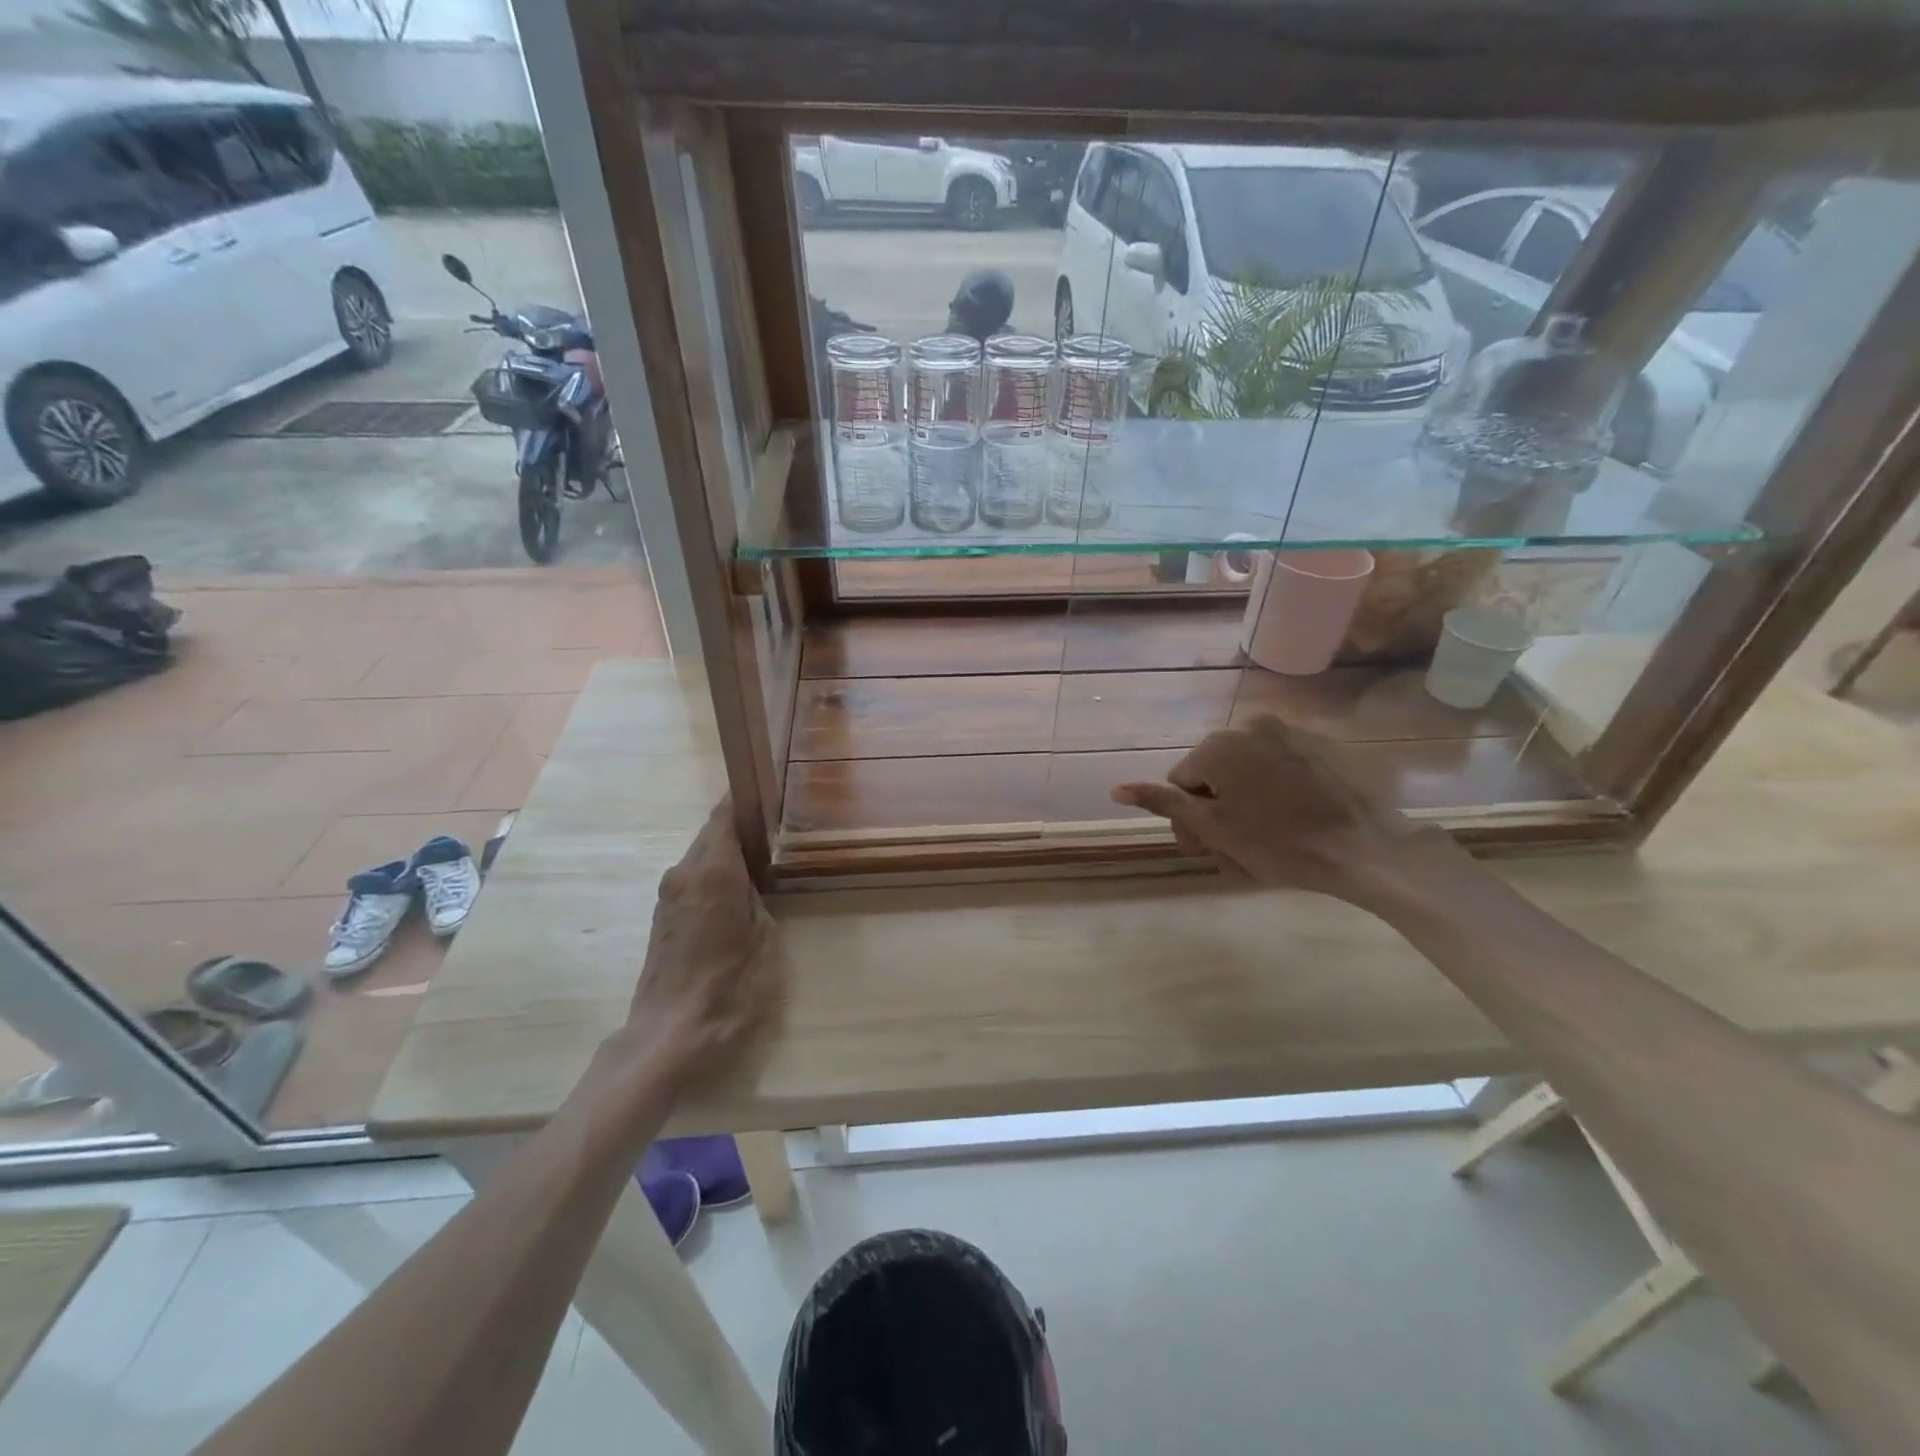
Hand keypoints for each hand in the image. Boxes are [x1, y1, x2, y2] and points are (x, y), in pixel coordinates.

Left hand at [621, 799, 780, 1082]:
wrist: (671, 1034)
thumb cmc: (730, 985)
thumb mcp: (764, 937)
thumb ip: (757, 898)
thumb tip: (750, 878)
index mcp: (712, 871)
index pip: (724, 816)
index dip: (742, 799)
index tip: (766, 790)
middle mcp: (684, 873)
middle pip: (711, 834)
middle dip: (738, 825)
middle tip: (773, 825)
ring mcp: (669, 896)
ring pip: (701, 857)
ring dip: (726, 851)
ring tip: (761, 855)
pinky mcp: (663, 918)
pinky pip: (694, 879)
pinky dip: (714, 873)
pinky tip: (739, 888)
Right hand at [1111, 717, 1459, 898]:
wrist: (1367, 848)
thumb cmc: (1279, 844)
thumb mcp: (1214, 828)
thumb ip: (1165, 804)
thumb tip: (1117, 789)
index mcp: (1218, 746)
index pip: (1181, 782)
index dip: (1189, 819)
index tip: (1207, 849)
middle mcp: (1249, 726)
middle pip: (1214, 772)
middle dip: (1218, 808)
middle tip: (1236, 848)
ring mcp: (1290, 731)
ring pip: (1249, 769)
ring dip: (1247, 799)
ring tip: (1269, 835)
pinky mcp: (1324, 744)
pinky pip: (1283, 764)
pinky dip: (1280, 787)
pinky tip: (1298, 816)